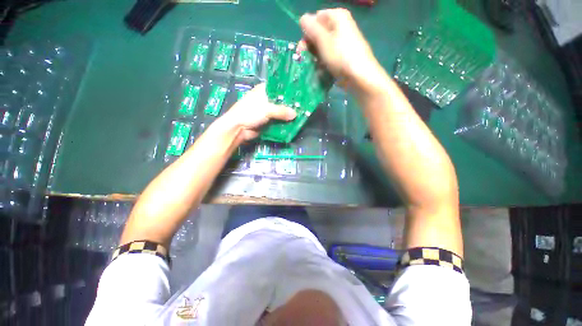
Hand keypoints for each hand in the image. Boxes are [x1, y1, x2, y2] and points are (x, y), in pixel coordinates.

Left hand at [219, 83, 295, 141]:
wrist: (238, 129)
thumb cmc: (249, 113)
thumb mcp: (266, 109)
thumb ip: (281, 111)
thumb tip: (295, 114)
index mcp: (263, 91)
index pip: (278, 87)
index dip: (288, 89)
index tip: (300, 92)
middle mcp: (266, 99)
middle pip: (281, 101)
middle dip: (290, 104)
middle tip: (303, 105)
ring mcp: (267, 111)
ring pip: (281, 112)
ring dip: (288, 114)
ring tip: (301, 114)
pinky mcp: (268, 121)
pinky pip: (279, 121)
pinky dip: (285, 122)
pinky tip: (294, 123)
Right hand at [299, 9, 387, 94]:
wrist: (359, 77)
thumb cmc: (341, 56)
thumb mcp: (323, 40)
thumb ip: (311, 27)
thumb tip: (302, 18)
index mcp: (337, 17)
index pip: (316, 18)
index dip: (307, 32)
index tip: (302, 48)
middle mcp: (340, 26)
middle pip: (319, 33)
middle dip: (310, 46)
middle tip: (303, 58)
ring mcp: (342, 42)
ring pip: (322, 46)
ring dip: (315, 56)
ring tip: (311, 66)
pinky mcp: (342, 56)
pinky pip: (329, 55)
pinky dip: (322, 62)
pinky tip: (319, 70)